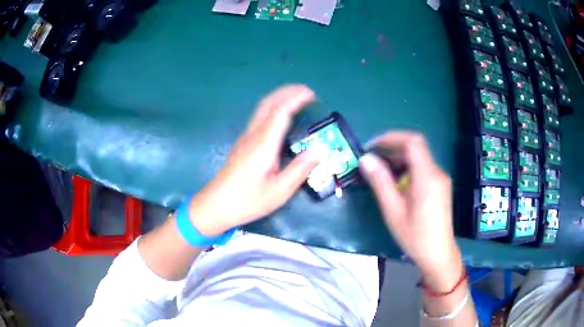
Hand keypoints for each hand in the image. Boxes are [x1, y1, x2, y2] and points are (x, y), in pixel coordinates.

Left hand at [189, 85, 319, 236]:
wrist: (216, 205)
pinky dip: (273, 107)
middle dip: (287, 92)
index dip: (296, 99)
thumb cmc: (247, 201)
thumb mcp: (279, 191)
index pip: (281, 112)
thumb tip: (319, 151)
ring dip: (279, 97)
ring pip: (262, 108)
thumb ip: (299, 169)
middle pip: (268, 103)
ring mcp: (245, 138)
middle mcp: (253, 136)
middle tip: (307, 91)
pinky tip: (281, 116)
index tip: (311, 94)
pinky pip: (259, 117)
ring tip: (297, 97)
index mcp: (263, 145)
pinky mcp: (242, 143)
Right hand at [359, 132, 462, 291]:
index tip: (372, 146)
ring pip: (419, 159)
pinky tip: (396, 184)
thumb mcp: (393, 211)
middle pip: (415, 148)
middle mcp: (437, 172)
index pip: (413, 142)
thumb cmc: (415, 236)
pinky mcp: (440, 186)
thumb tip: (365, 159)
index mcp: (428, 177)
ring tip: (380, 173)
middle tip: (372, 160)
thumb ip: (380, 182)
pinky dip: (407, 169)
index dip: (392, 137)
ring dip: (399, 160)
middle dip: (392, 149)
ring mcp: (441, 179)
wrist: (438, 254)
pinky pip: (423, 169)